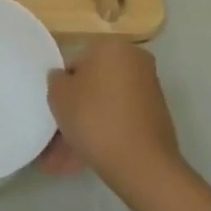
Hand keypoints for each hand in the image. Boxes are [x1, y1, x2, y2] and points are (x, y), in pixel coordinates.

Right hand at [46, 39, 179, 190]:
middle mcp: (135, 61)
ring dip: (84, 127)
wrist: (142, 164)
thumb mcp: (59, 95)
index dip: (62, 86)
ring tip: (62, 159)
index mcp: (113, 46)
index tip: (55, 109)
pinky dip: (102, 135)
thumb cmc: (95, 118)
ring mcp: (148, 91)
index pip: (76, 61)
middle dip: (74, 109)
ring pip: (105, 106)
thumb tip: (63, 77)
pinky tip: (81, 160)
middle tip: (56, 135)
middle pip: (94, 84)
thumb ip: (56, 79)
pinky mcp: (155, 118)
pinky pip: (119, 121)